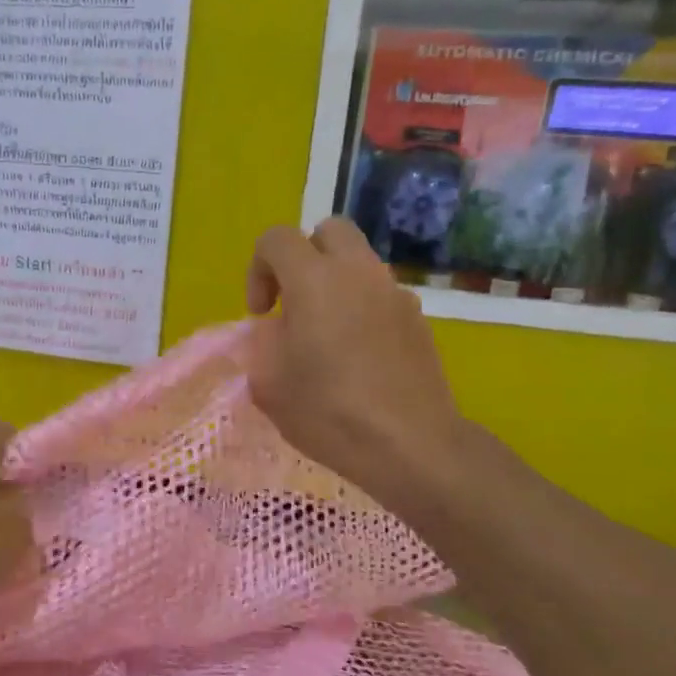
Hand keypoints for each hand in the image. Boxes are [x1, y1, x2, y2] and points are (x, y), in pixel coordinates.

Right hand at [245, 218, 467, 502]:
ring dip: (334, 283)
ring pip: (358, 262)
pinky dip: (361, 308)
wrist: (409, 444)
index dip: (258, 269)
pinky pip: (380, 294)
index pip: (277, 239)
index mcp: (314, 280)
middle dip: (302, 257)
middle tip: (293, 303)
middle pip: (328, 231)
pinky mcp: (418, 319)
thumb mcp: (269, 384)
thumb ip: (263, 344)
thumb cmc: (328, 412)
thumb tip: (278, 331)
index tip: (261, 314)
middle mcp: (358, 273)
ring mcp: (394, 293)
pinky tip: (358, 356)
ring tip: (325, 335)